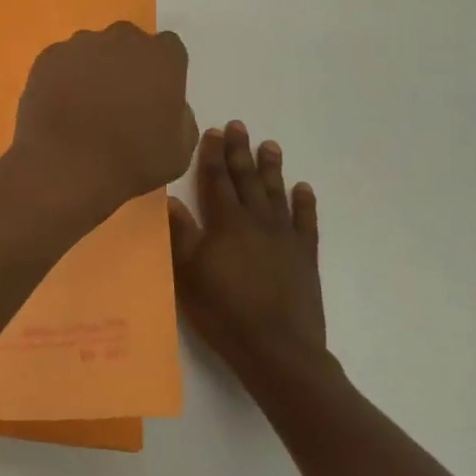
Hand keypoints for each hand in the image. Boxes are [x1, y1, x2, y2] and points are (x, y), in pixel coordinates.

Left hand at [10, 22, 197, 218]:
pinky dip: (62, 76)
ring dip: (92, 67)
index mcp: (162, 56)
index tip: (154, 93)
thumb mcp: (180, 148)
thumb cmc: (132, 161)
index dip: (161, 70)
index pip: (168, 48)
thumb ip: (180, 116)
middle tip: (119, 98)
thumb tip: (169, 106)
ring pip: (92, 48)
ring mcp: (81, 45)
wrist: (67, 165)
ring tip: (84, 104)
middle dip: (126, 62)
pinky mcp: (48, 57)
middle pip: (127, 41)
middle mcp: (122, 39)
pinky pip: (61, 61)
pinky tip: (60, 105)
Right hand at [168, 121, 327, 387]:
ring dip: (272, 168)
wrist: (278, 349)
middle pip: (247, 180)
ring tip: (270, 145)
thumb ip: (180, 233)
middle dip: (240, 152)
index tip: (213, 131)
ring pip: (277, 194)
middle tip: (239, 126)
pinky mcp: (305, 257)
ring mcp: (285, 238)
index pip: (217, 180)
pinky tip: (303, 188)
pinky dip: (304, 203)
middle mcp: (257, 222)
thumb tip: (169, 198)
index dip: (213, 155)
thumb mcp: (187, 272)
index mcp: (226, 223)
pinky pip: (306, 222)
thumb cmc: (223, 310)